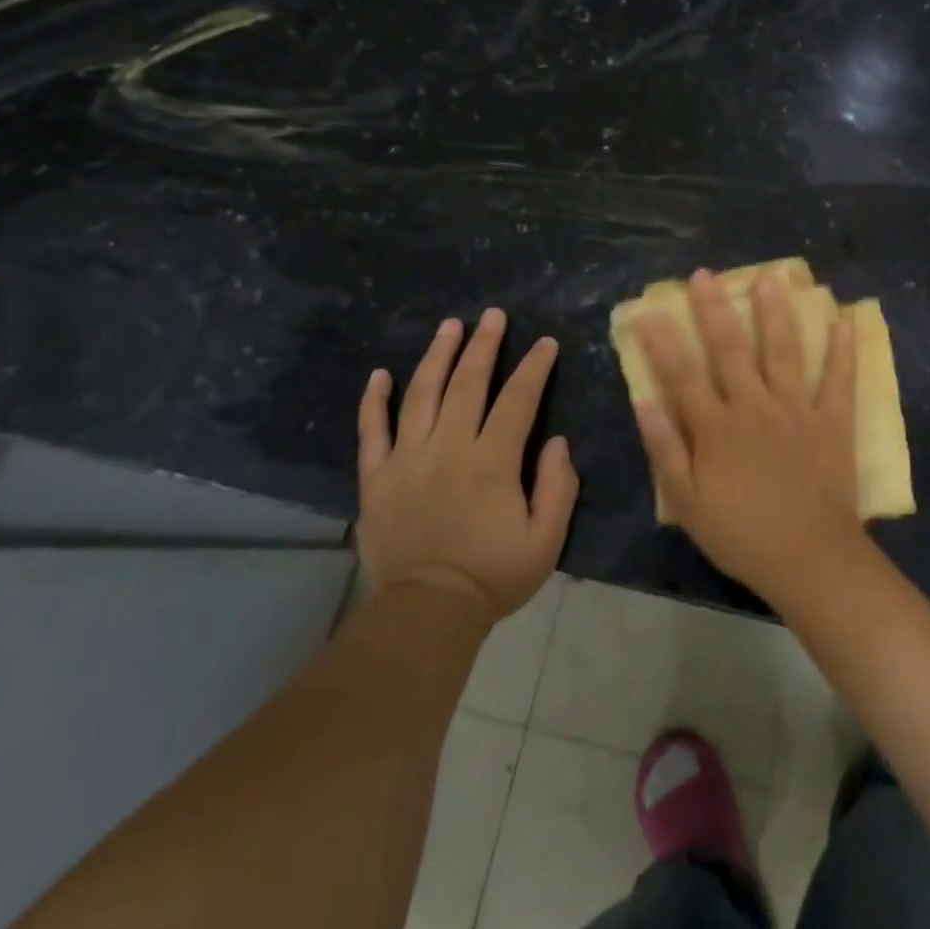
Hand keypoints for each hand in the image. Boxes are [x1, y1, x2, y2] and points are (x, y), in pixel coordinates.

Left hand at [356, 308, 578, 621]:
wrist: (426, 613)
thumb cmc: (492, 576)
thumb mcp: (545, 541)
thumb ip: (558, 487)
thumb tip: (558, 442)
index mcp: (492, 461)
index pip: (518, 400)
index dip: (534, 367)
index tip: (546, 343)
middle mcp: (449, 447)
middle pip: (468, 383)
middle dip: (484, 344)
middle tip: (493, 315)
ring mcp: (407, 458)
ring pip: (421, 394)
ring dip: (437, 356)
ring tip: (449, 326)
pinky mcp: (377, 477)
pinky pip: (371, 430)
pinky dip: (374, 400)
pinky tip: (380, 374)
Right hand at [634, 268, 863, 604]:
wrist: (809, 560)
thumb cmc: (742, 535)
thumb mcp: (688, 503)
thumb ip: (666, 449)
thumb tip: (645, 401)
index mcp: (716, 427)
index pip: (682, 374)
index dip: (663, 340)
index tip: (649, 309)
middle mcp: (754, 407)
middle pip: (730, 349)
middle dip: (715, 309)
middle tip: (705, 274)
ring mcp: (796, 410)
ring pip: (784, 351)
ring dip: (776, 312)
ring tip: (773, 277)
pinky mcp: (832, 421)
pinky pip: (839, 379)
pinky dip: (843, 349)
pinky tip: (847, 318)